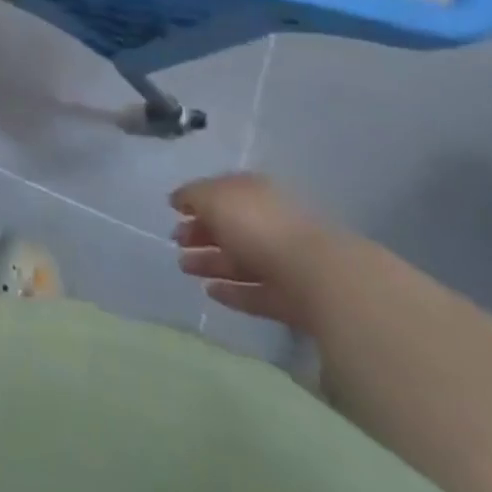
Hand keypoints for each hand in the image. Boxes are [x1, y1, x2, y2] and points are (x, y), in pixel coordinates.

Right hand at [170, 173, 339, 330]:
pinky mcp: (289, 299)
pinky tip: (209, 293)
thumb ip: (193, 196)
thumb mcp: (215, 198)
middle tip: (175, 242)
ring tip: (184, 268)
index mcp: (255, 192)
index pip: (222, 192)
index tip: (173, 212)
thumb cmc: (260, 225)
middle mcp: (269, 222)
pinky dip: (231, 292)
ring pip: (239, 259)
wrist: (318, 277)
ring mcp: (281, 261)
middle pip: (230, 226)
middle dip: (201, 232)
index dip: (197, 200)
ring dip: (210, 262)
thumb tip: (178, 198)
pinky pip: (253, 292)